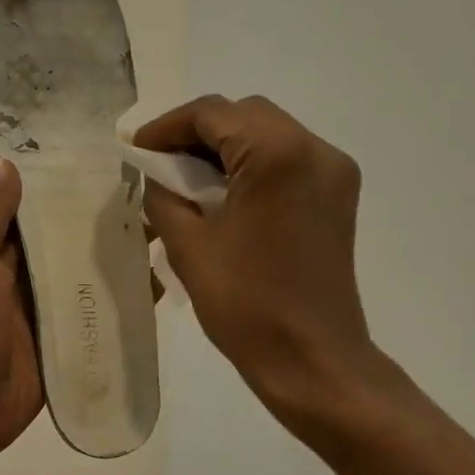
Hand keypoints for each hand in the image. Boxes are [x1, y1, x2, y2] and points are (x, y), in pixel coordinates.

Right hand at [134, 95, 374, 432]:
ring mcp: (333, 171)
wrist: (313, 360)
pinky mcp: (337, 194)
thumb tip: (156, 172)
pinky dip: (252, 164)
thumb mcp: (188, 245)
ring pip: (268, 133)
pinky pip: (287, 158)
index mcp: (277, 154)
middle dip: (197, 133)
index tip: (137, 151)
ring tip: (187, 180)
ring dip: (225, 147)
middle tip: (160, 164)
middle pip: (244, 115)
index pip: (212, 114)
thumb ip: (164, 194)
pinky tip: (224, 193)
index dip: (168, 127)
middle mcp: (314, 149)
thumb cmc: (246, 304)